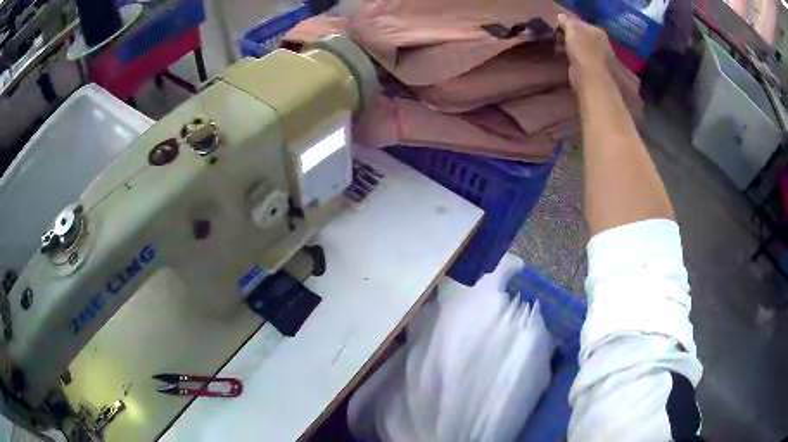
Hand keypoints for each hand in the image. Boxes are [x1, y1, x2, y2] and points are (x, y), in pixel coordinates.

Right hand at [556, 14, 614, 92]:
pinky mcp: (593, 69)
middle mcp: (601, 43)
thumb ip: (566, 21)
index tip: (556, 29)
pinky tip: (565, 58)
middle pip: (580, 35)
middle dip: (568, 36)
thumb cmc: (581, 49)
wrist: (589, 76)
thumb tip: (561, 17)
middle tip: (557, 39)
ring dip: (569, 47)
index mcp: (597, 31)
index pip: (579, 23)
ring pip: (580, 47)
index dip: (567, 24)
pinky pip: (579, 58)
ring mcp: (598, 57)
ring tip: (558, 49)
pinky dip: (572, 57)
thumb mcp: (571, 29)